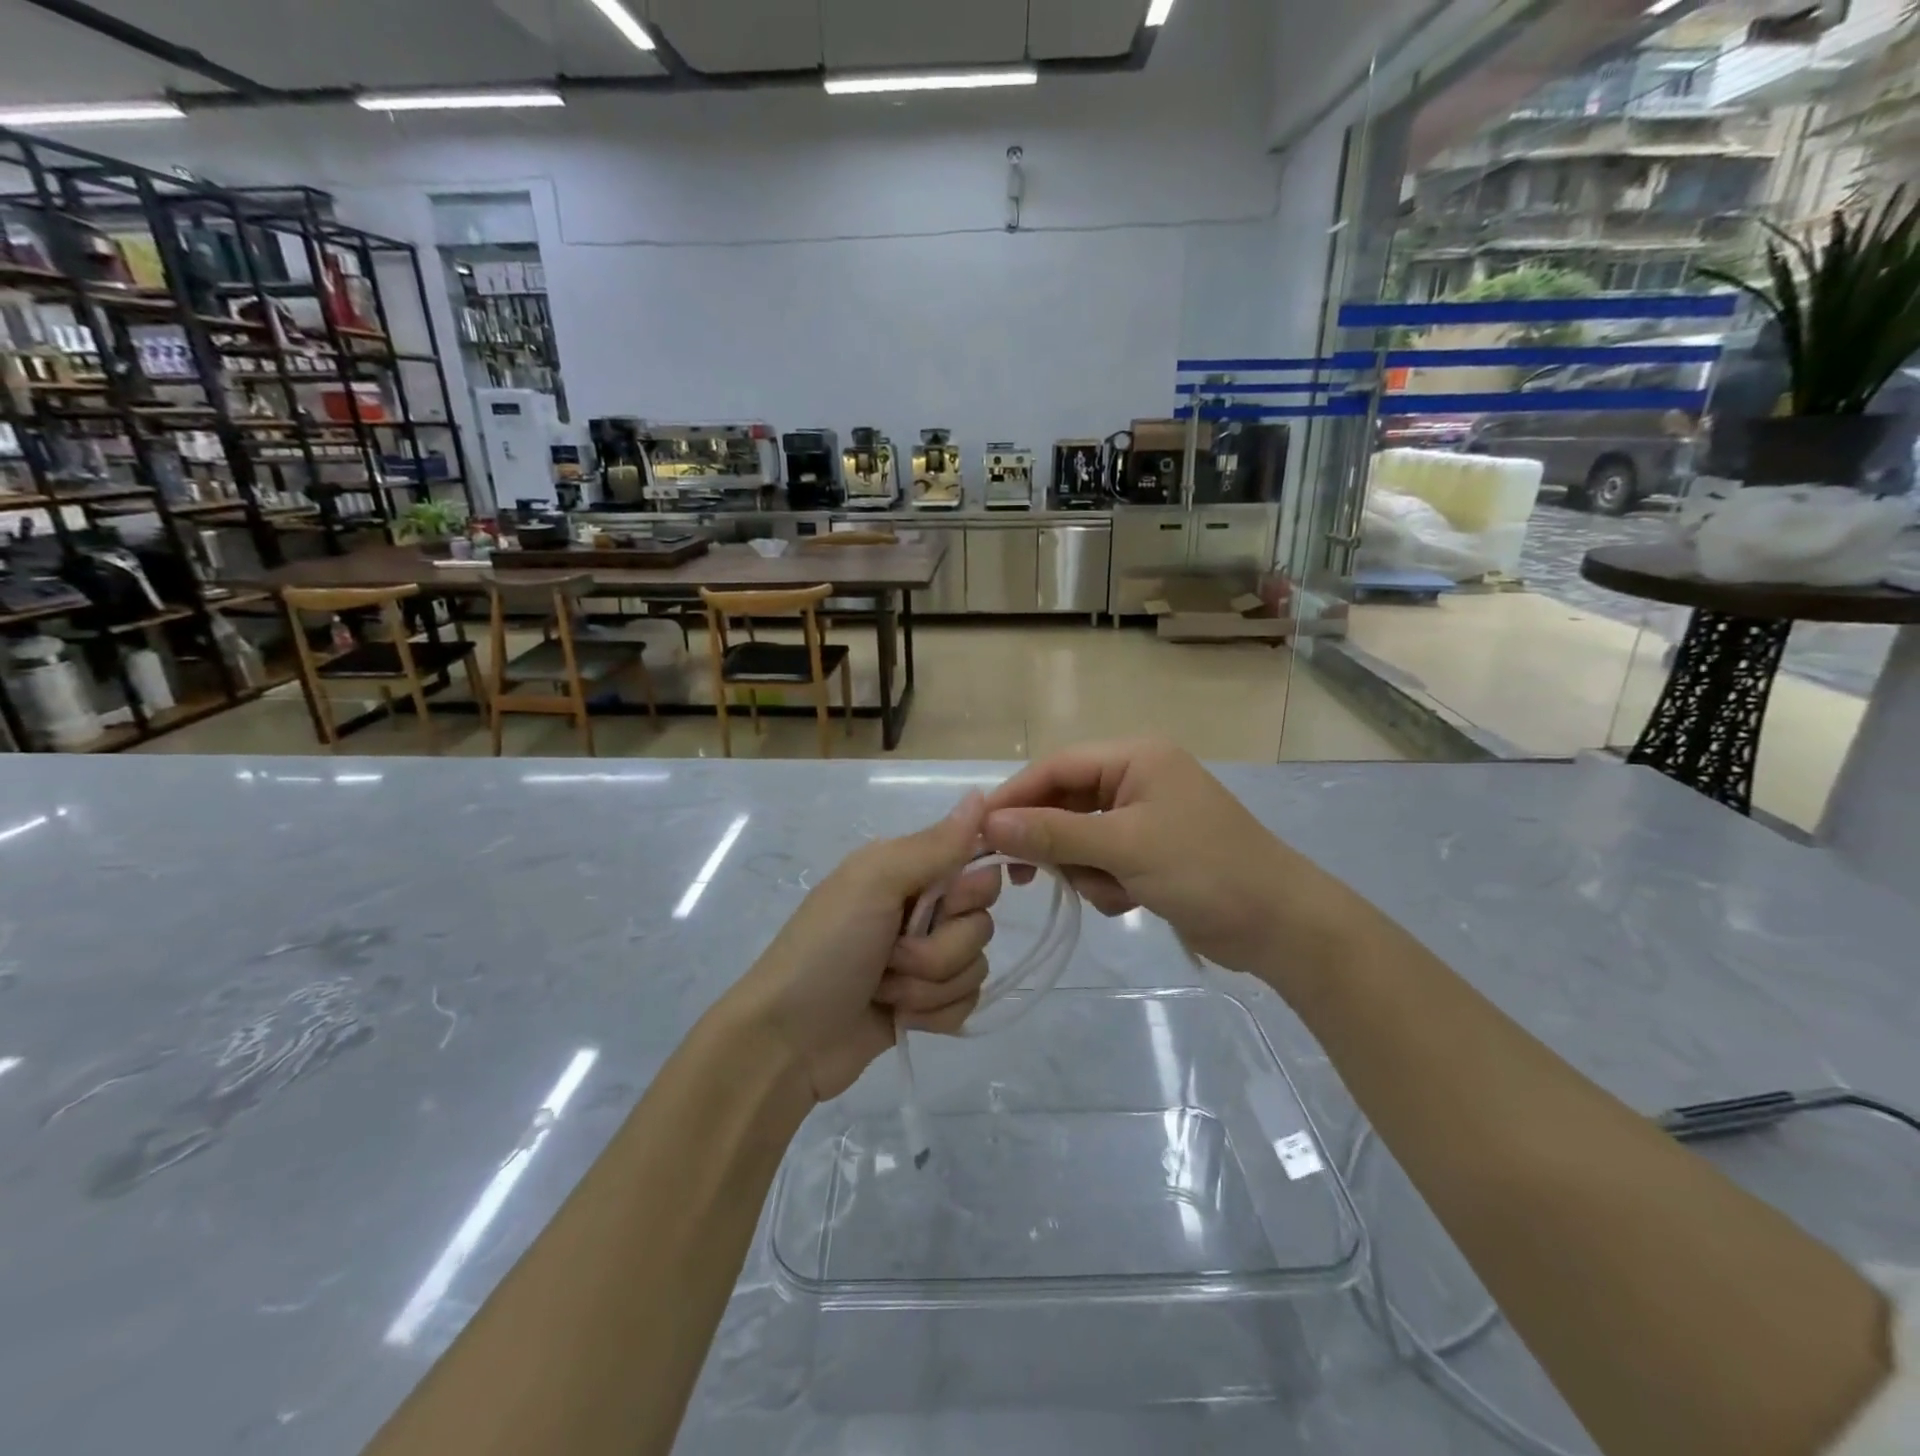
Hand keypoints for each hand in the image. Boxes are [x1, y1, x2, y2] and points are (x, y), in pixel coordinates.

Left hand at [730, 794, 1000, 1102]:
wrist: (787, 1042)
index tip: (941, 905)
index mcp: (907, 870)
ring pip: (976, 965)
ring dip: (929, 985)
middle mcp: (920, 908)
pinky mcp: (928, 1003)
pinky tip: (898, 1016)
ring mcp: (924, 959)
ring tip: (884, 989)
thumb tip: (980, 795)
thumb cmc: (825, 950)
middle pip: (981, 921)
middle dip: (941, 948)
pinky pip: (968, 1002)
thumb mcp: (874, 883)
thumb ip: (933, 846)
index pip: (977, 865)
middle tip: (893, 954)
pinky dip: (934, 1015)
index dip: (968, 891)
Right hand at [980, 739, 1356, 984]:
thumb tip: (988, 825)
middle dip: (1053, 842)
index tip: (979, 833)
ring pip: (1079, 837)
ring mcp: (1144, 816)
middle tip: (1024, 877)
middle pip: (1065, 802)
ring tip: (1111, 892)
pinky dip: (1106, 883)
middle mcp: (1136, 778)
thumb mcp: (1123, 848)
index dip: (1015, 797)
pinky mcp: (1150, 851)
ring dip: (1084, 869)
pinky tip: (1130, 901)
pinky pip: (1101, 860)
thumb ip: (1053, 835)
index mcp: (1135, 757)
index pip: (1056, 767)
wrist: (1280, 926)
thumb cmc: (1204, 870)